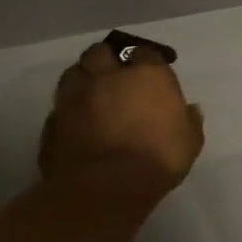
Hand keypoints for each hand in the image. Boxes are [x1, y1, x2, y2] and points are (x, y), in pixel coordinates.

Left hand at [38, 41, 205, 204]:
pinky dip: (69, 108)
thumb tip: (188, 110)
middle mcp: (108, 77)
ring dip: (84, 78)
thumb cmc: (158, 157)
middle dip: (107, 59)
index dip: (146, 60)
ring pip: (74, 73)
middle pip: (100, 53)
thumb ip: (188, 119)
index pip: (144, 52)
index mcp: (147, 75)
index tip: (149, 72)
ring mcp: (75, 98)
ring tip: (93, 93)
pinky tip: (78, 121)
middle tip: (115, 74)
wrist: (104, 188)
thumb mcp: (190, 139)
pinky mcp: (52, 122)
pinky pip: (60, 105)